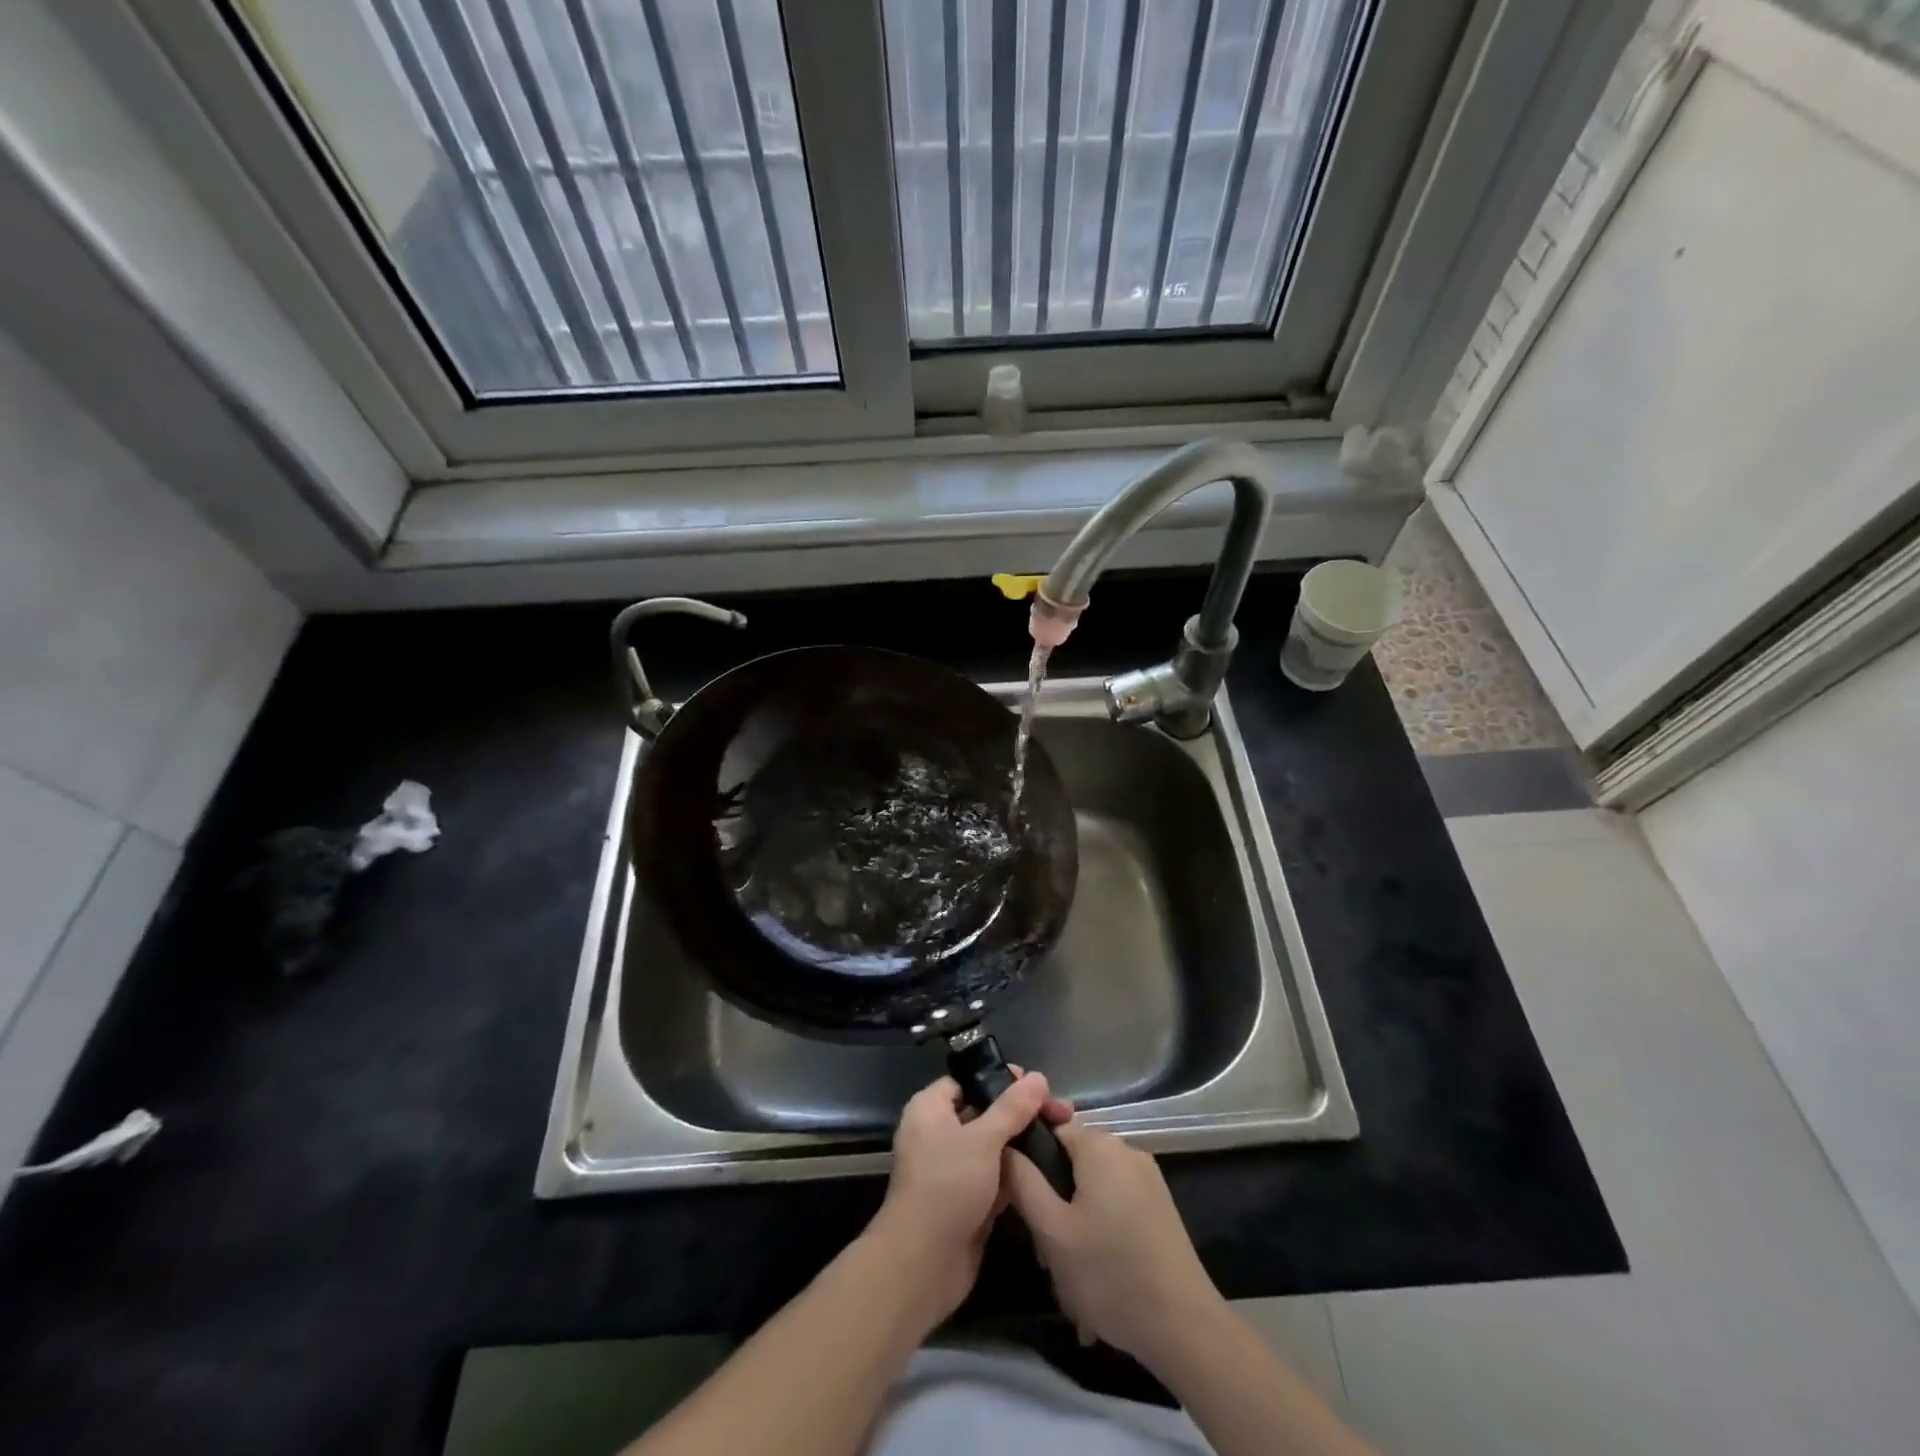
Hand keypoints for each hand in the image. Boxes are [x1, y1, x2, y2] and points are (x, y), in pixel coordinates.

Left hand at [866, 1071, 1072, 1329]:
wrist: (923, 1264)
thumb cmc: (947, 1186)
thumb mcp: (983, 1139)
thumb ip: (1012, 1108)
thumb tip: (1038, 1077)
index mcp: (930, 1109)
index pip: (967, 1081)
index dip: (999, 1079)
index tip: (1035, 1084)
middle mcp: (939, 1134)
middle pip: (984, 1112)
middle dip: (1020, 1113)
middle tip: (1059, 1112)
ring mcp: (954, 1169)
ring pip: (993, 1147)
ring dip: (1022, 1144)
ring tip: (1062, 1136)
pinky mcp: (968, 1200)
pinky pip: (996, 1177)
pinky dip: (1017, 1174)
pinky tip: (1050, 1169)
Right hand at [1004, 1122, 1222, 1370]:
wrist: (1184, 1326)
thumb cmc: (1109, 1273)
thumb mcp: (1052, 1231)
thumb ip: (1022, 1182)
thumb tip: (1004, 1148)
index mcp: (1099, 1145)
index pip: (1050, 1130)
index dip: (1030, 1162)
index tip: (1022, 1203)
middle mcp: (1126, 1149)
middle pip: (1072, 1162)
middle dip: (1054, 1201)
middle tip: (1046, 1250)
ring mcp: (1148, 1179)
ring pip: (1093, 1188)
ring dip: (1075, 1222)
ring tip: (1070, 1273)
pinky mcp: (1160, 1207)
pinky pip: (1116, 1205)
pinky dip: (1101, 1231)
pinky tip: (1097, 1276)